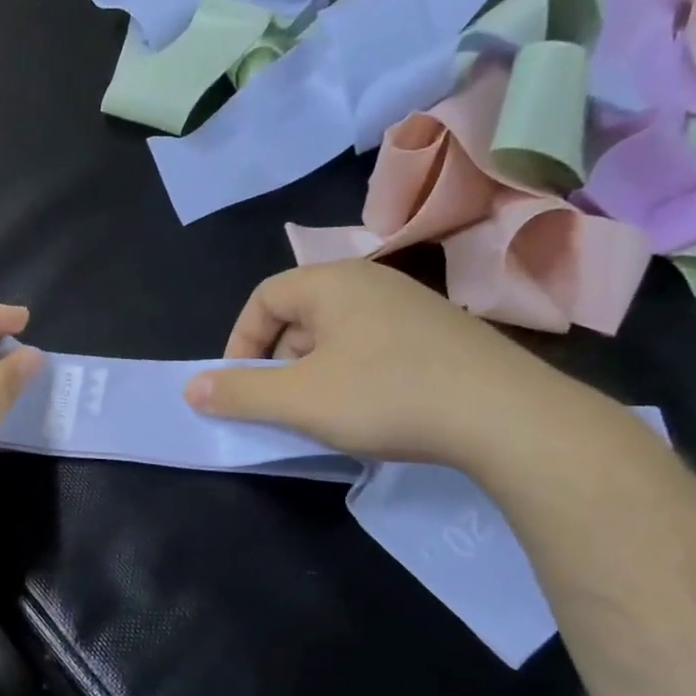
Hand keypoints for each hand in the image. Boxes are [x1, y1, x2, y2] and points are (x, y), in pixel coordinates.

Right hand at [183, 260, 581, 466]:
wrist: (504, 415)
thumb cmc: (386, 396)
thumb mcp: (300, 400)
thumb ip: (240, 394)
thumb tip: (191, 389)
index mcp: (331, 282)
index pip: (263, 299)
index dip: (239, 344)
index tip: (236, 388)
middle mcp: (370, 281)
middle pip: (299, 316)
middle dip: (277, 364)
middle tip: (281, 407)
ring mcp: (410, 304)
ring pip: (336, 335)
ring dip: (314, 373)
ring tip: (324, 415)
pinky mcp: (440, 333)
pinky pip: (373, 346)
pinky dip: (352, 375)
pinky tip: (370, 410)